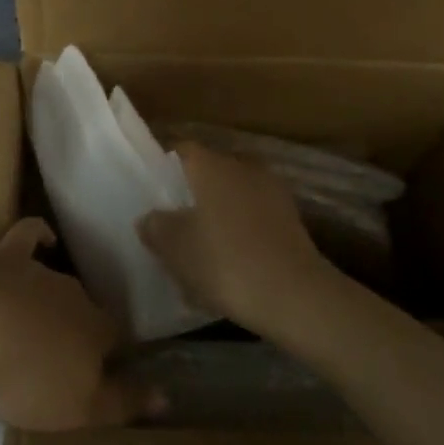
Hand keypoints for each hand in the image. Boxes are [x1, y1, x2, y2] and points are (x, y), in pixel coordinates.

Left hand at [0, 219, 152, 431]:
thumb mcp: (79, 409)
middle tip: (68, 357)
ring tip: (44, 323)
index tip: (110, 373)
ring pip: (58, 283)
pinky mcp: (4, 257)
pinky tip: (45, 240)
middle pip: (87, 310)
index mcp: (97, 329)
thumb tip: (166, 396)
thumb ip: (123, 402)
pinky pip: (30, 235)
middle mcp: (75, 294)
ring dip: (56, 300)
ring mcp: (39, 271)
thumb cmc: (26, 376)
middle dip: (82, 330)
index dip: (115, 357)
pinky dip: (40, 236)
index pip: (118, 339)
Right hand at [139, 142, 339, 334]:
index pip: (182, 150)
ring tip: (201, 247)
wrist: (293, 294)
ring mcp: (272, 192)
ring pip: (234, 197)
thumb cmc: (224, 261)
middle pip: (210, 173)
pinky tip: (231, 263)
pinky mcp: (291, 220)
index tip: (152, 190)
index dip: (164, 167)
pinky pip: (254, 219)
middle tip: (173, 221)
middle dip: (193, 194)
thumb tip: (150, 217)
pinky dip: (241, 233)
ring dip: (219, 215)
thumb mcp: (174, 247)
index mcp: (212, 164)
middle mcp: (243, 167)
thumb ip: (156, 226)